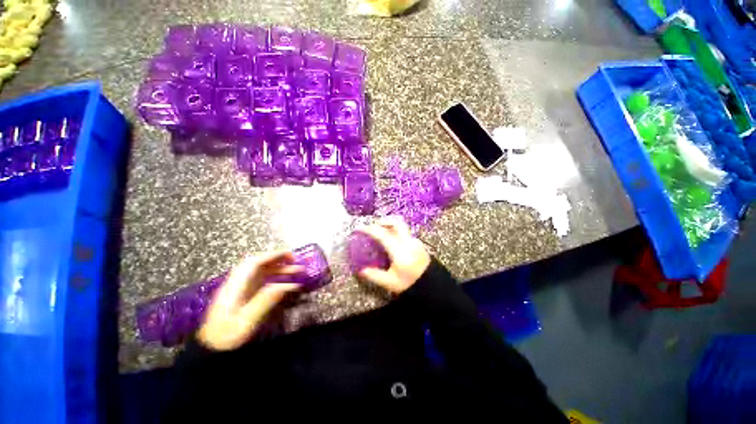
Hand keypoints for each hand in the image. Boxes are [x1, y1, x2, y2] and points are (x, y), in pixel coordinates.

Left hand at [198, 251, 301, 350]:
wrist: (212, 349)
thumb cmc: (227, 334)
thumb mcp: (247, 319)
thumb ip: (265, 300)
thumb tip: (287, 285)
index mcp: (236, 285)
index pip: (254, 263)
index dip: (272, 255)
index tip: (289, 254)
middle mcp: (239, 283)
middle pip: (259, 265)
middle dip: (278, 260)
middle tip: (296, 260)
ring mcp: (242, 290)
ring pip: (262, 273)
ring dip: (279, 269)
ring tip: (297, 271)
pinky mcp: (245, 296)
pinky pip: (263, 282)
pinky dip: (276, 279)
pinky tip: (287, 285)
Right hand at [358, 217, 431, 293]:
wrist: (433, 286)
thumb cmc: (411, 285)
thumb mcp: (390, 283)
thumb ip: (375, 276)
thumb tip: (361, 270)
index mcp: (400, 251)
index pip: (382, 234)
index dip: (369, 229)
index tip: (359, 228)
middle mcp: (408, 242)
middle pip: (396, 222)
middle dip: (384, 221)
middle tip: (374, 226)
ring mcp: (415, 241)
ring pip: (401, 227)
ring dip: (390, 226)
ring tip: (381, 233)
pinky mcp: (418, 243)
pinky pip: (405, 233)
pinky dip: (396, 232)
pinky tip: (391, 242)